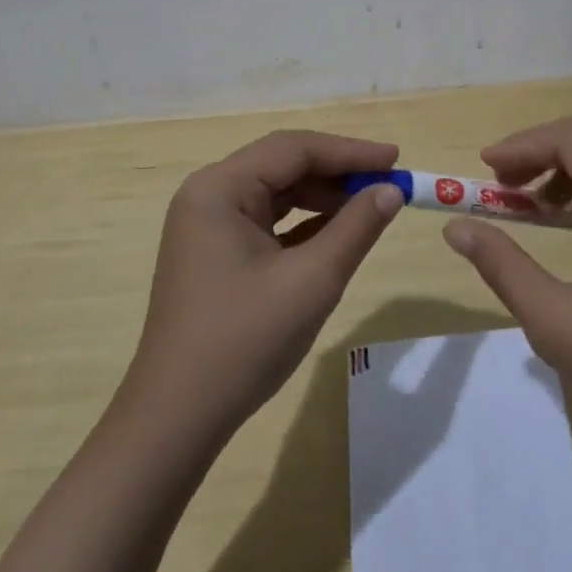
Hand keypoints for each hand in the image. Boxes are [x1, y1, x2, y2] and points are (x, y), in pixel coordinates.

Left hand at [122, 129, 403, 439]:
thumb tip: (391, 191)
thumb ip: (356, 228)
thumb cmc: (243, 343)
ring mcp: (208, 223)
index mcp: (219, 188)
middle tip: (387, 182)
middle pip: (283, 164)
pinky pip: (266, 219)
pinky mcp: (214, 250)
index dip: (349, 151)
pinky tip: (338, 230)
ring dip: (323, 196)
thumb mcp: (312, 282)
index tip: (395, 158)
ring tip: (369, 205)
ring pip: (276, 191)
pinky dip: (303, 221)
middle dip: (337, 172)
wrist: (175, 422)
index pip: (294, 149)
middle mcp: (209, 193)